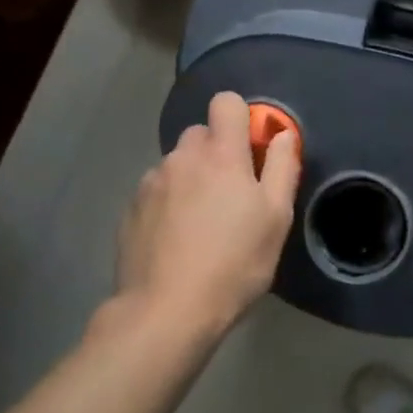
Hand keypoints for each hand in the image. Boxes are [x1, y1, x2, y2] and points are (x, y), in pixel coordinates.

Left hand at [113, 91, 300, 336]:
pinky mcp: (130, 209)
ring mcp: (151, 182)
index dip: (242, 118)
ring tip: (201, 224)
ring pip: (178, 164)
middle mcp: (182, 157)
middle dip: (218, 153)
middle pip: (202, 134)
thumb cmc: (234, 262)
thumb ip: (282, 166)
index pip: (226, 102)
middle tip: (232, 195)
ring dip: (192, 179)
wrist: (166, 311)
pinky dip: (169, 203)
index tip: (252, 151)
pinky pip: (157, 190)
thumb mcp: (275, 217)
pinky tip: (176, 240)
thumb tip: (282, 134)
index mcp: (221, 154)